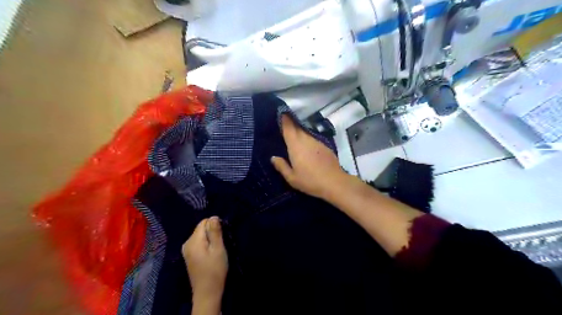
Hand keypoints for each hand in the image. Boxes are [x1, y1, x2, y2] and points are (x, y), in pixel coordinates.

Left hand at [185, 215, 227, 311]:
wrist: (207, 292)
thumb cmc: (215, 270)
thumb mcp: (218, 249)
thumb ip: (215, 231)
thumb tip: (213, 216)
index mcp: (193, 240)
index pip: (204, 222)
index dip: (215, 225)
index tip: (222, 235)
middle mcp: (187, 243)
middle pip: (201, 228)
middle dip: (212, 232)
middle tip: (220, 244)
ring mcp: (186, 250)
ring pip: (200, 235)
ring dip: (210, 239)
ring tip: (217, 249)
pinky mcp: (189, 256)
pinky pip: (198, 242)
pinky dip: (205, 244)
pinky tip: (211, 254)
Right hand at [271, 114, 346, 200]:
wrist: (334, 182)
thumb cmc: (310, 181)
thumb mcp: (292, 178)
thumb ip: (281, 166)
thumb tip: (273, 158)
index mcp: (295, 145)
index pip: (288, 127)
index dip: (284, 119)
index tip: (281, 113)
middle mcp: (306, 140)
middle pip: (297, 127)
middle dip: (291, 123)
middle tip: (284, 122)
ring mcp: (317, 141)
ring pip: (305, 132)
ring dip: (299, 131)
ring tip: (293, 134)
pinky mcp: (325, 146)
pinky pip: (312, 138)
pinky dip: (307, 138)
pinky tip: (306, 145)